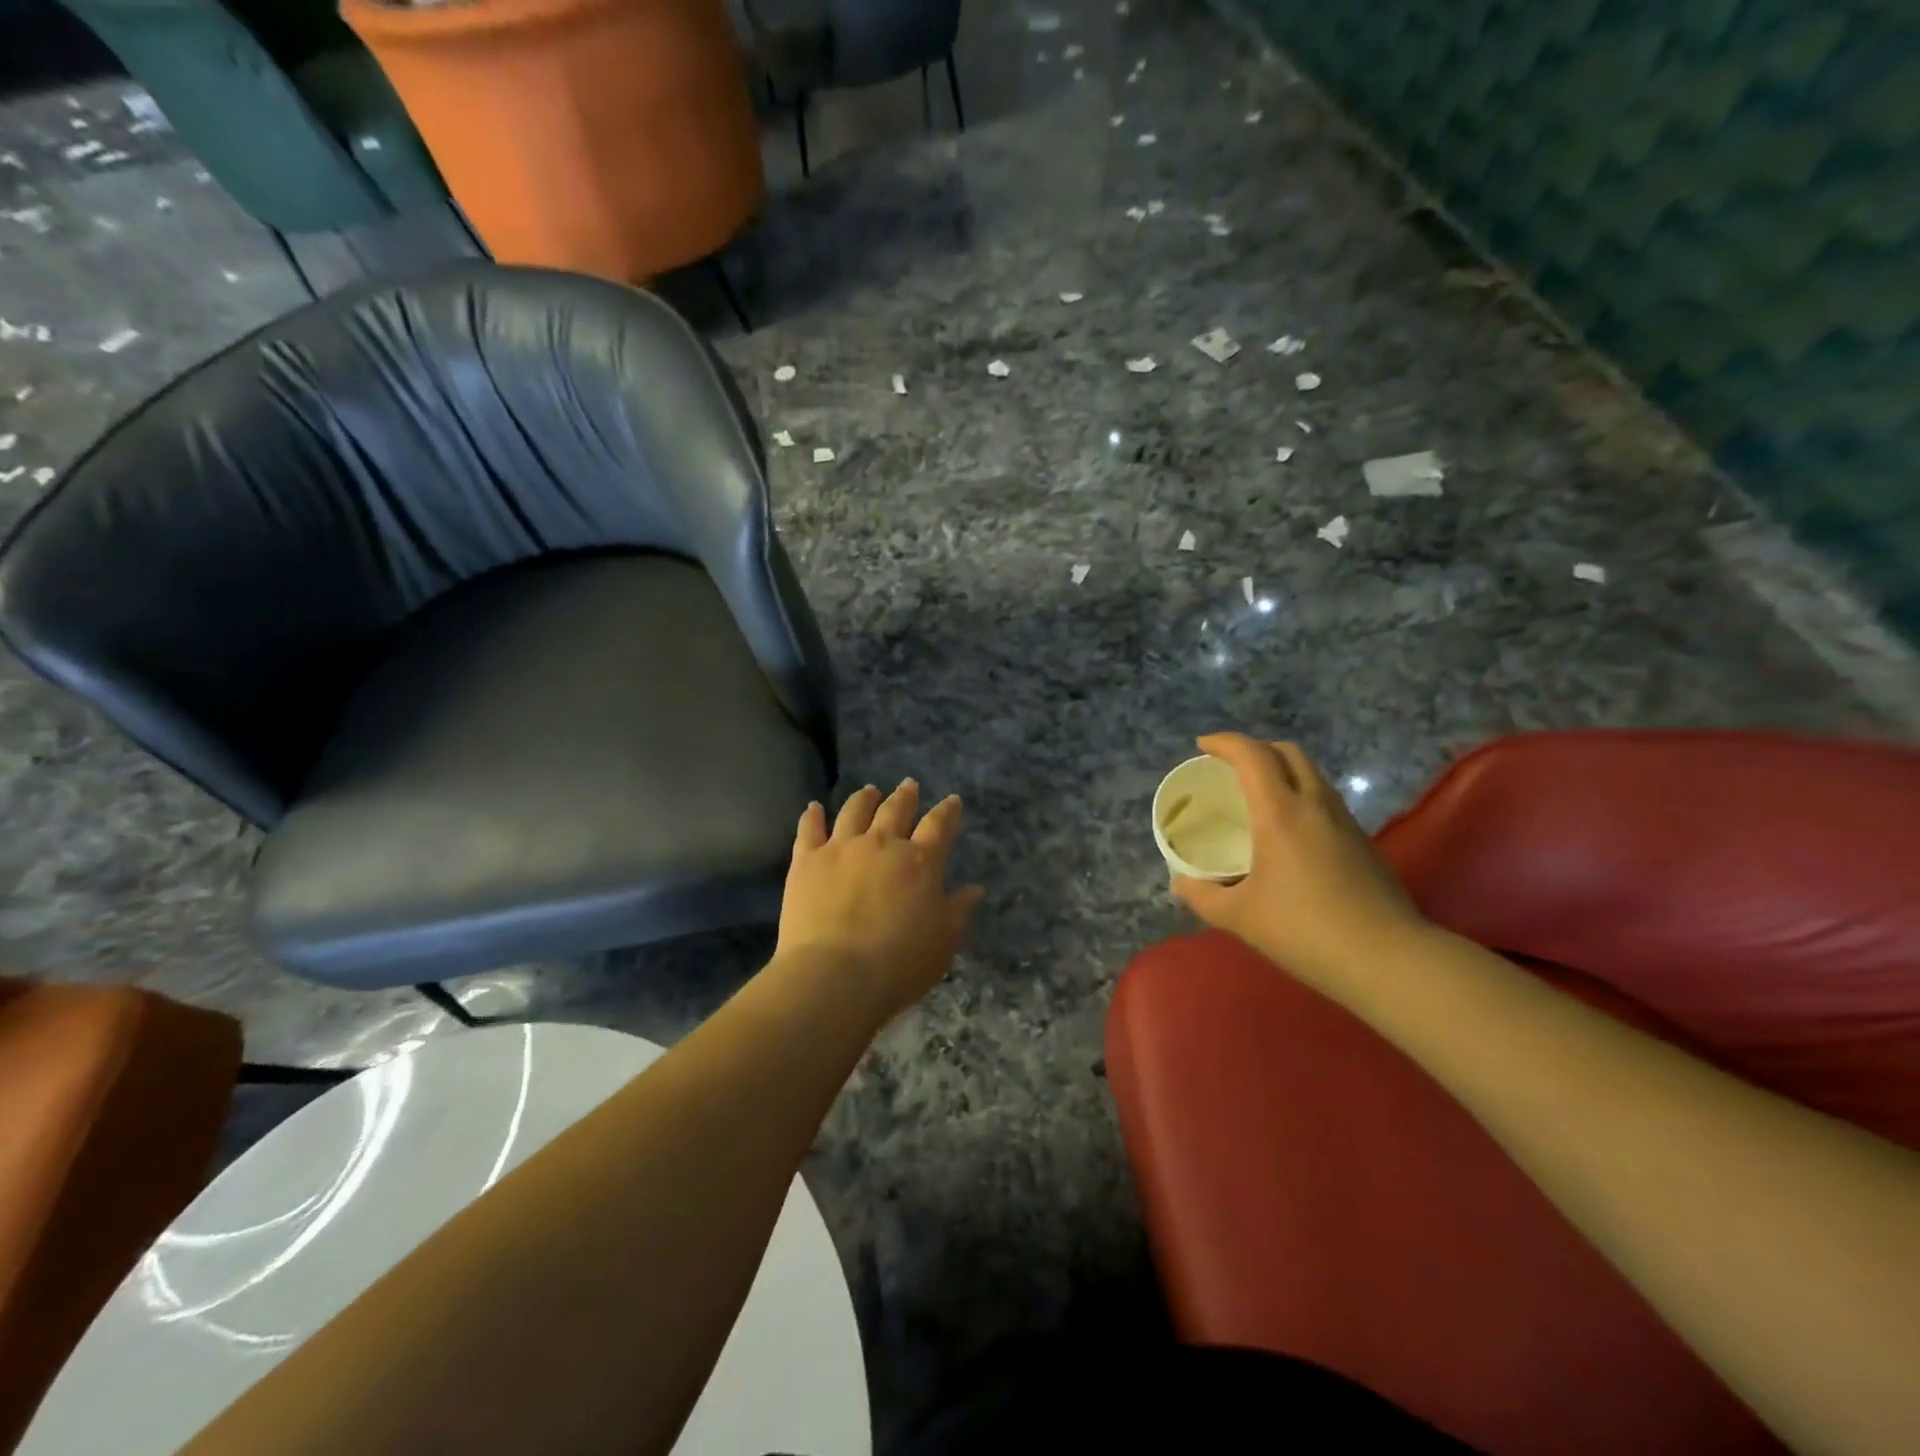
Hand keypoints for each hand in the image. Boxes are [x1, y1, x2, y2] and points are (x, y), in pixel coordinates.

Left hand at [775, 781, 983, 1021]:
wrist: (835, 976)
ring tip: (869, 791)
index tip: (952, 801)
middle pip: (896, 809)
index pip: (939, 826)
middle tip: (908, 785)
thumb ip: (958, 910)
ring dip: (864, 798)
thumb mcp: (943, 941)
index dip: (947, 812)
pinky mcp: (807, 860)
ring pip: (855, 811)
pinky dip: (812, 816)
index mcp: (920, 861)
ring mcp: (842, 847)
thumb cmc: (899, 964)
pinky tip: (813, 807)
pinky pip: (809, 829)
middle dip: (905, 796)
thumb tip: (975, 888)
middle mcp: (882, 844)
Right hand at [1171, 734, 1428, 991]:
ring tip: (1257, 794)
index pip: (1252, 755)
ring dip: (1282, 769)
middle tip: (1230, 766)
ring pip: (1312, 774)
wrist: (1387, 959)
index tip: (1201, 746)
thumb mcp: (1239, 917)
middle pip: (1288, 753)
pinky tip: (1288, 830)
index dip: (1225, 742)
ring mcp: (1345, 821)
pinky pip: (1325, 799)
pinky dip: (1301, 794)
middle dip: (1256, 748)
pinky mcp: (1363, 842)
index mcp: (1280, 813)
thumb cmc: (1304, 930)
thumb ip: (1202, 895)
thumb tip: (1180, 882)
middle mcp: (1315, 805)